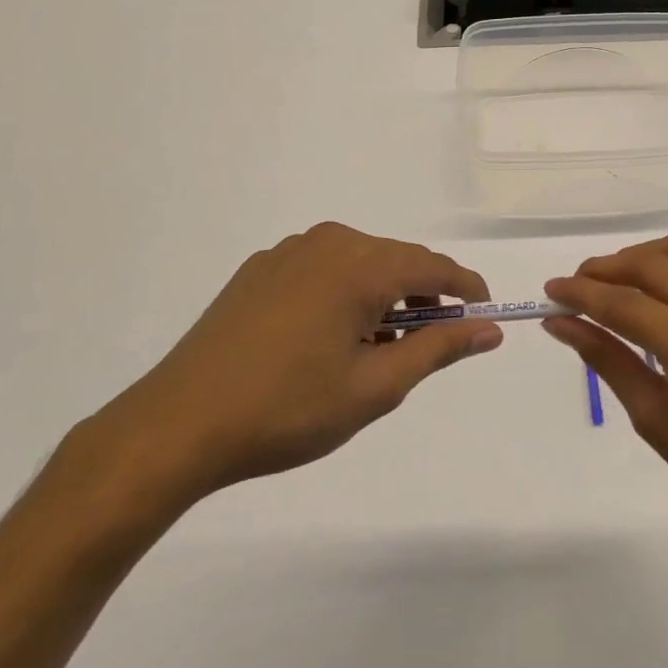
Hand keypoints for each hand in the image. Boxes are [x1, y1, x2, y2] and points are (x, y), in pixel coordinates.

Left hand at [86, 223, 499, 511]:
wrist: (179, 425)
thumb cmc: (288, 409)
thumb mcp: (376, 387)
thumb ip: (439, 349)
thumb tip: (489, 329)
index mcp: (361, 265)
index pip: (436, 267)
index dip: (467, 291)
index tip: (484, 319)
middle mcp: (329, 242)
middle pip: (398, 262)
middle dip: (423, 300)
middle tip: (426, 349)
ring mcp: (289, 252)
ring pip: (361, 264)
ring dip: (383, 298)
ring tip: (376, 351)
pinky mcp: (260, 269)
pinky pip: (323, 269)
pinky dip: (345, 295)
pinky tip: (328, 340)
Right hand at [543, 232, 667, 551]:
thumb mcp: (658, 423)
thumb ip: (607, 360)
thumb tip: (560, 322)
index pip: (627, 304)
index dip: (582, 293)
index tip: (551, 289)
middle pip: (655, 264)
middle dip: (608, 268)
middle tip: (579, 285)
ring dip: (645, 259)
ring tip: (620, 283)